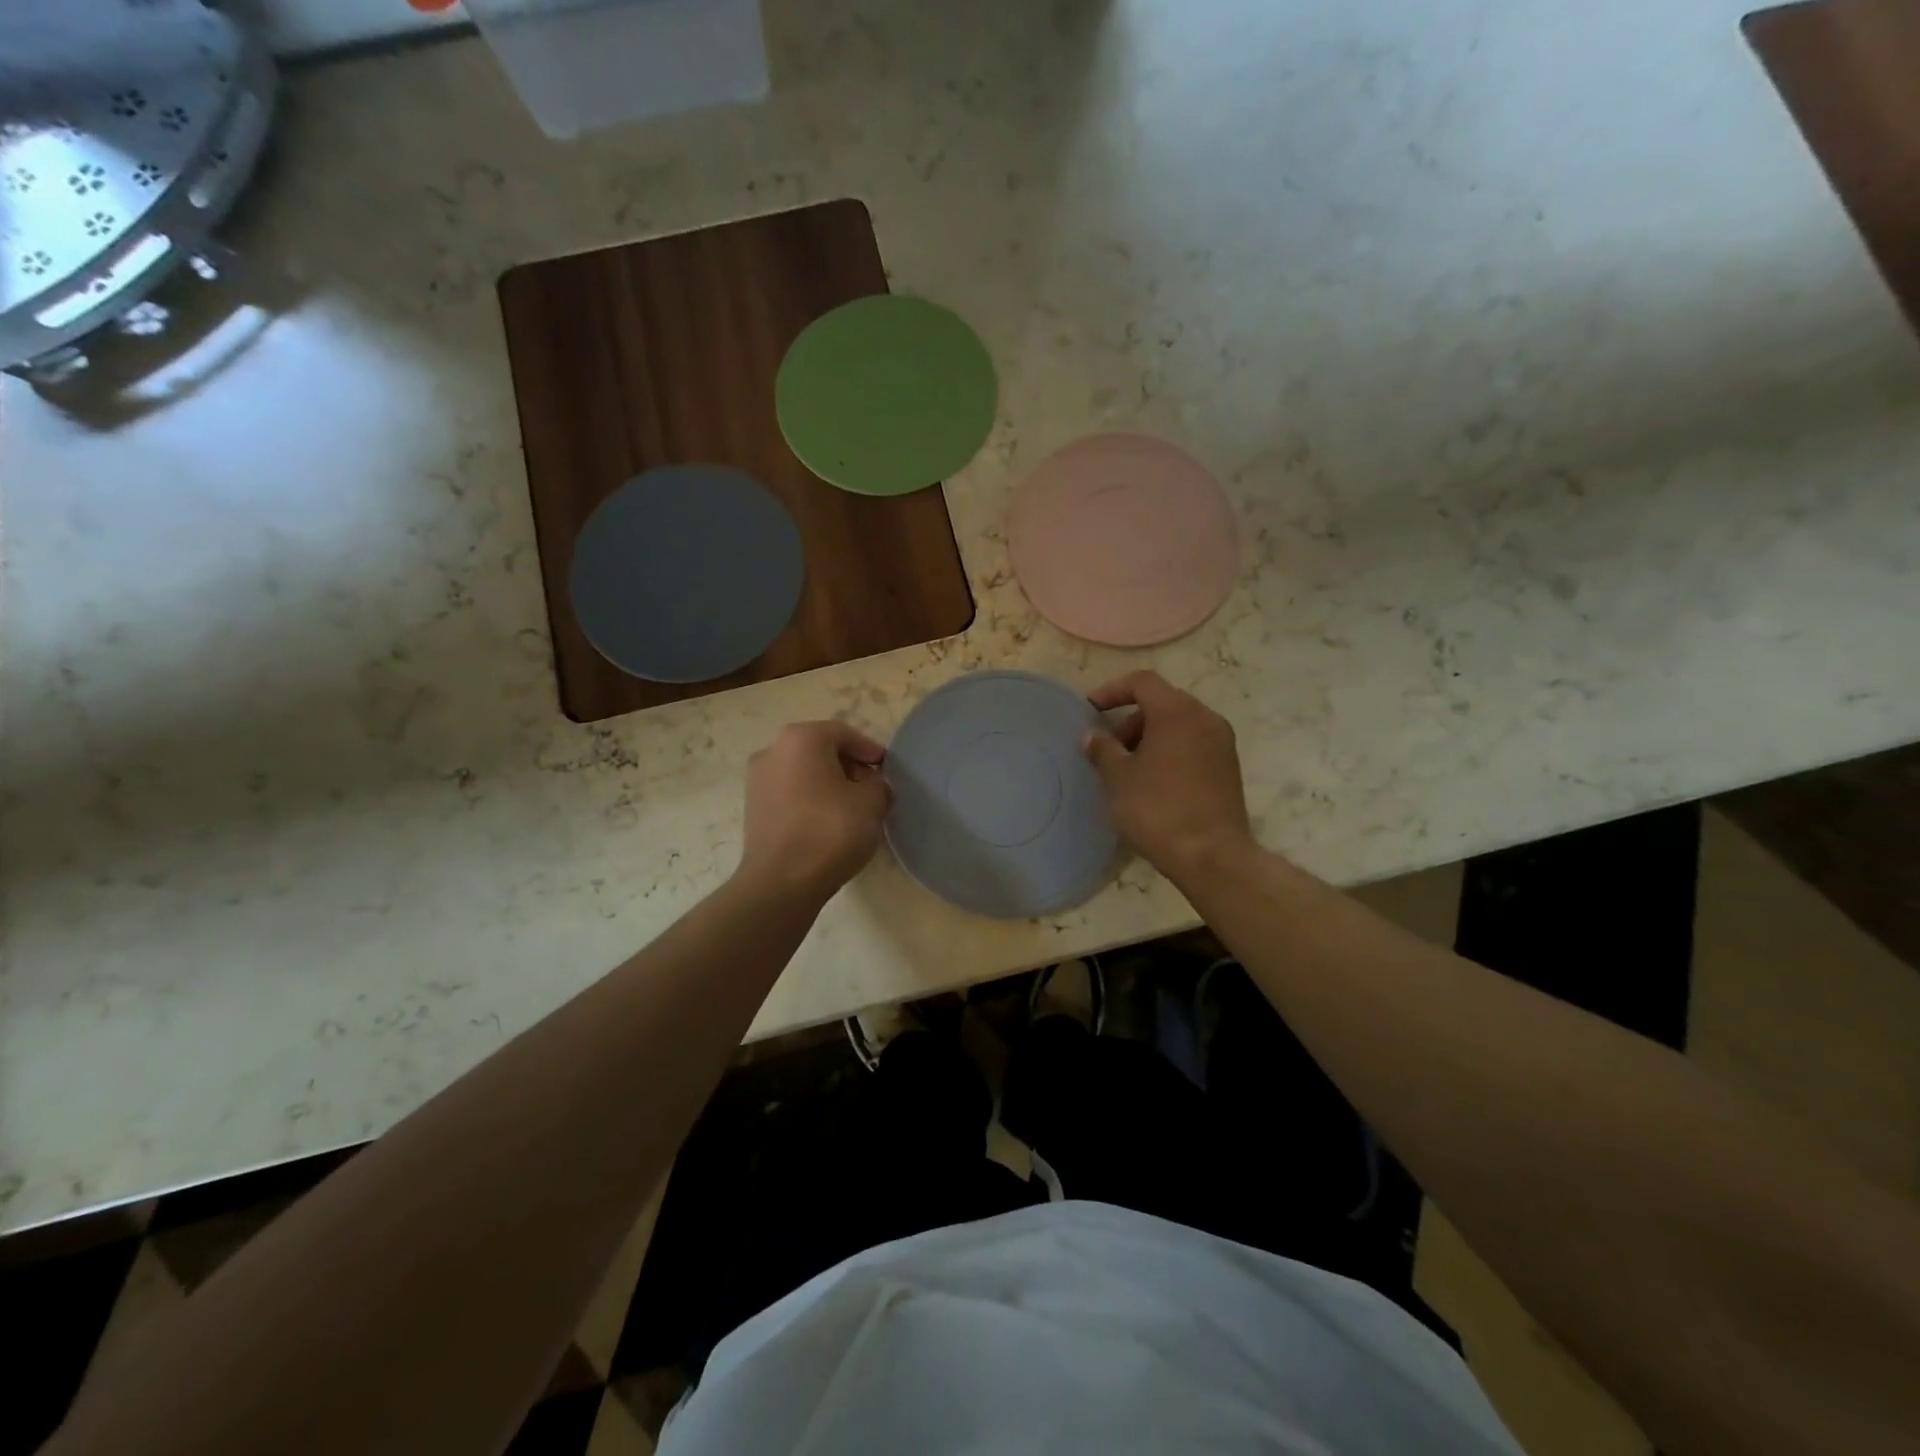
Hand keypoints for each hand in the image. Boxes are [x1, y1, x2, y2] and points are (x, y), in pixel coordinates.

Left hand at [739, 721, 891, 901]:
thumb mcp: (872, 803)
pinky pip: (790, 795)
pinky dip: (811, 802)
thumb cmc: (830, 830)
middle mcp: (773, 751)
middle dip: (849, 767)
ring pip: (804, 773)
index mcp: (801, 738)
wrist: (781, 882)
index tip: (886, 768)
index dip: (869, 749)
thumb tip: (873, 787)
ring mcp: (757, 781)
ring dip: (829, 785)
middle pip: (820, 750)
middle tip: (872, 789)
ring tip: (853, 810)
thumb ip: (879, 786)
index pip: (843, 733)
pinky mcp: (753, 810)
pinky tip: (828, 825)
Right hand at [1084, 671, 1252, 880]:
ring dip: (1150, 737)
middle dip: (1131, 719)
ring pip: (1179, 724)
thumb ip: (1103, 749)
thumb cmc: (1157, 809)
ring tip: (1128, 768)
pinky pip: (1193, 744)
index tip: (1091, 709)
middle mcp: (1205, 718)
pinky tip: (1152, 781)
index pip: (1142, 682)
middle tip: (1109, 748)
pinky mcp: (1228, 767)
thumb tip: (1093, 735)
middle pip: (1162, 702)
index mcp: (1177, 712)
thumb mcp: (1119, 778)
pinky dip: (1170, 750)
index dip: (1112, 690)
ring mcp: (1221, 742)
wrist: (1211, 855)